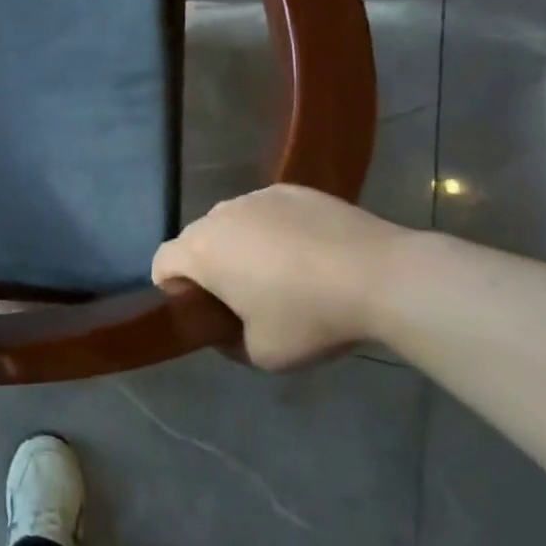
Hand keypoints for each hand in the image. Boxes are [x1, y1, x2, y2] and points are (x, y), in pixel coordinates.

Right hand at [152, 185, 406, 370]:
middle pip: (194, 241)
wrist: (385, 277)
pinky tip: (310, 253)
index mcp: (200, 252)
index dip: (173, 291)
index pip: (161, 264)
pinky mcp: (292, 190)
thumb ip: (229, 344)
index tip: (205, 312)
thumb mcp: (262, 355)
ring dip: (240, 246)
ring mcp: (256, 197)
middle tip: (244, 298)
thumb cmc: (311, 317)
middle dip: (208, 267)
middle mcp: (218, 216)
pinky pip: (266, 212)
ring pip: (230, 223)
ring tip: (282, 273)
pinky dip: (274, 230)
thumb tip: (228, 332)